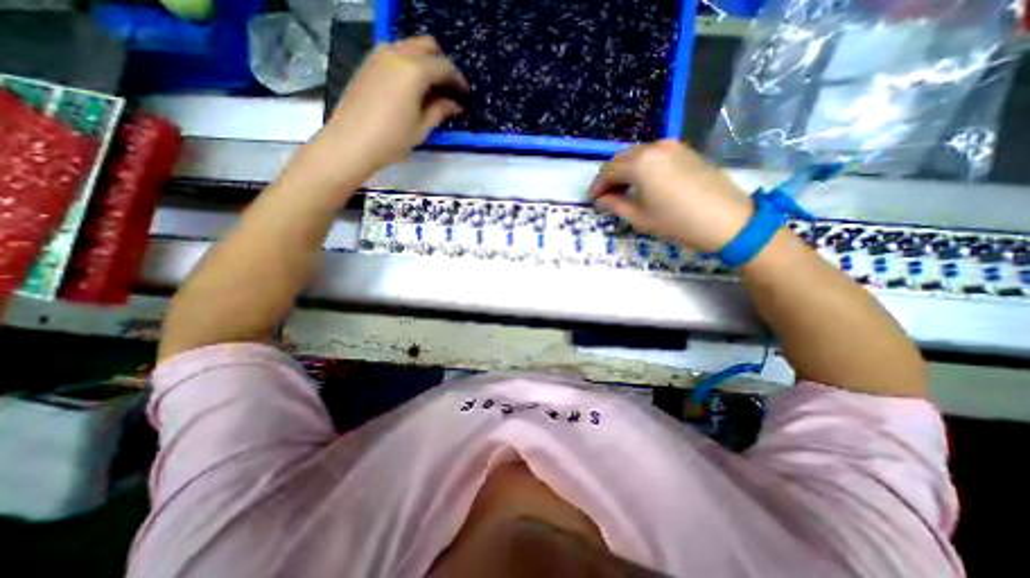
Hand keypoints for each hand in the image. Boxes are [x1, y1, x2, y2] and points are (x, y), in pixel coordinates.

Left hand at [314, 36, 467, 172]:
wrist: (351, 142)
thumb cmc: (392, 139)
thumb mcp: (422, 128)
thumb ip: (440, 110)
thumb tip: (455, 104)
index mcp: (414, 71)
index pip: (444, 66)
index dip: (458, 80)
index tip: (465, 93)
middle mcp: (396, 54)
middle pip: (427, 46)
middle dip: (442, 64)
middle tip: (449, 88)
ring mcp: (379, 55)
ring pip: (409, 46)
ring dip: (424, 61)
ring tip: (431, 87)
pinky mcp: (368, 63)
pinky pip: (394, 53)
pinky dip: (408, 63)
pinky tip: (411, 86)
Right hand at [593, 141, 754, 251]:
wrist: (726, 220)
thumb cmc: (677, 222)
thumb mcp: (640, 217)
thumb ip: (615, 205)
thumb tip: (601, 199)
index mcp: (640, 163)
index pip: (609, 171)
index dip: (597, 185)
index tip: (592, 199)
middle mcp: (654, 147)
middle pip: (622, 159)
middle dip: (609, 176)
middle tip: (605, 195)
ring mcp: (672, 146)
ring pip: (638, 155)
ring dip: (625, 171)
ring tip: (622, 190)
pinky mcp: (685, 151)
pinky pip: (654, 155)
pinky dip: (642, 167)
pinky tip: (643, 182)